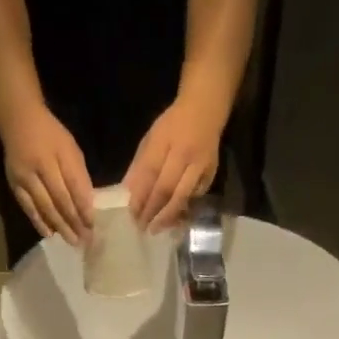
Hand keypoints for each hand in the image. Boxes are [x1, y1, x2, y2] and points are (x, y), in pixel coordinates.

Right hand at [0, 103, 93, 245]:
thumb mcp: (70, 148)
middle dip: (74, 222)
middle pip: (59, 200)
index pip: (73, 186)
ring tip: (72, 241)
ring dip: (59, 226)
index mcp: (57, 154)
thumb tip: (87, 205)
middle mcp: (39, 166)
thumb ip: (78, 175)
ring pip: (45, 207)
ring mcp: (24, 177)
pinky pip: (28, 208)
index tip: (93, 225)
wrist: (17, 120)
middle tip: (85, 240)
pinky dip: (39, 222)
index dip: (83, 207)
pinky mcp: (14, 185)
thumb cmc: (50, 134)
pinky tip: (49, 234)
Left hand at [124, 93, 224, 229]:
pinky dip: (182, 209)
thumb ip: (140, 165)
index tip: (131, 214)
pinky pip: (194, 197)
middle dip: (152, 211)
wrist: (206, 109)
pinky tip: (172, 219)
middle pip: (165, 189)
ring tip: (155, 228)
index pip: (149, 173)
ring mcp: (200, 165)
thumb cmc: (173, 125)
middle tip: (142, 227)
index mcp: (164, 140)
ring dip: (167, 216)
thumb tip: (127, 193)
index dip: (139, 196)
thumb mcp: (151, 138)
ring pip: (182, 196)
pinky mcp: (211, 174)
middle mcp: (184, 153)